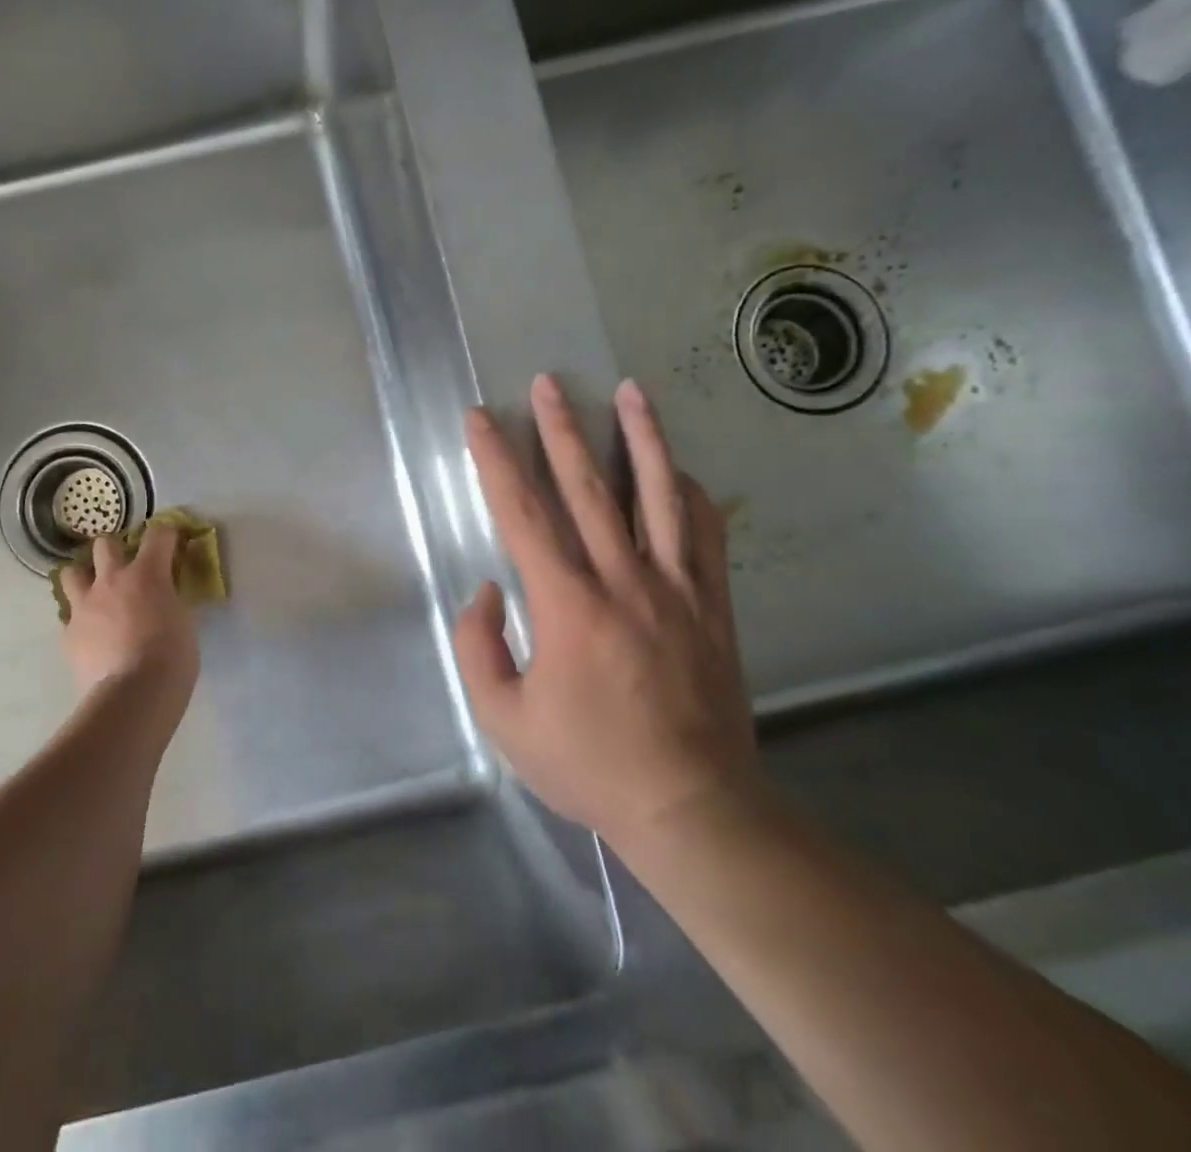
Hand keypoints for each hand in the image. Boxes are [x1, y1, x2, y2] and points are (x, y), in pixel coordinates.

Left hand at [59, 526, 200, 713]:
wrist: (133, 695)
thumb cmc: (172, 656)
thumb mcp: (184, 622)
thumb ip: (172, 602)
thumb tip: (166, 599)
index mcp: (147, 573)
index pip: (158, 534)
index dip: (167, 534)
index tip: (172, 541)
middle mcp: (112, 580)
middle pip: (105, 545)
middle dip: (116, 551)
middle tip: (128, 570)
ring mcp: (84, 606)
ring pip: (72, 573)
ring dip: (85, 579)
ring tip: (98, 596)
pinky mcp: (69, 634)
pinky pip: (71, 617)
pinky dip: (82, 622)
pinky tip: (94, 638)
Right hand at [455, 374, 758, 854]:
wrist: (693, 807)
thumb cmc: (589, 764)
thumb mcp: (504, 719)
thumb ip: (478, 647)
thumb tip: (490, 591)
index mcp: (567, 606)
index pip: (522, 514)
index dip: (496, 460)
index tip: (481, 419)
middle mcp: (623, 580)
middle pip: (588, 487)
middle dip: (561, 429)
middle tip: (548, 383)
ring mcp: (676, 588)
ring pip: (659, 495)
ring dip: (641, 438)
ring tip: (630, 392)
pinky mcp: (713, 604)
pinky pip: (706, 534)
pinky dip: (691, 493)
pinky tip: (680, 469)